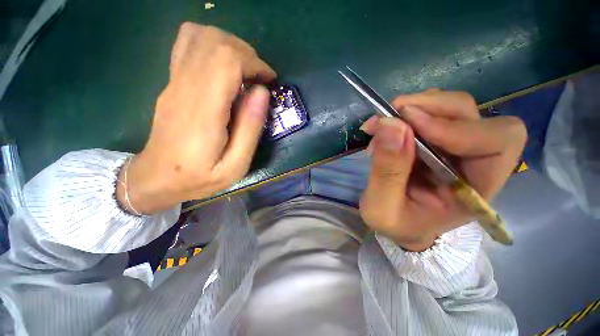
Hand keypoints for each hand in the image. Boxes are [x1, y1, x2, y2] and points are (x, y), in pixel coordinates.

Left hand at [117, 23, 276, 213]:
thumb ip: (250, 129)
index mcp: (204, 112)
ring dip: (231, 47)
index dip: (253, 63)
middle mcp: (184, 88)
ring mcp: (173, 82)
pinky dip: (211, 45)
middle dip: (246, 54)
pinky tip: (224, 68)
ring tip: (245, 72)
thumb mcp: (235, 166)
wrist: (156, 178)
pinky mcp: (171, 82)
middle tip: (260, 78)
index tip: (269, 81)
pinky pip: (187, 44)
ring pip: (200, 36)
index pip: (226, 60)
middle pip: (214, 42)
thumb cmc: (199, 178)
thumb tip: (262, 92)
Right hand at [359, 90, 525, 250]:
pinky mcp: (439, 141)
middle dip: (430, 108)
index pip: (497, 142)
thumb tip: (389, 125)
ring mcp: (458, 148)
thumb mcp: (381, 210)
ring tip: (385, 125)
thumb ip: (386, 173)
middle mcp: (476, 162)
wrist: (401, 224)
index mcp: (475, 190)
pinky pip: (433, 112)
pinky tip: (389, 128)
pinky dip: (409, 112)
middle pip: (474, 115)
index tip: (404, 125)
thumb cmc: (396, 225)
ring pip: (454, 108)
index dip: (454, 127)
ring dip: (417, 107)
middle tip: (389, 116)